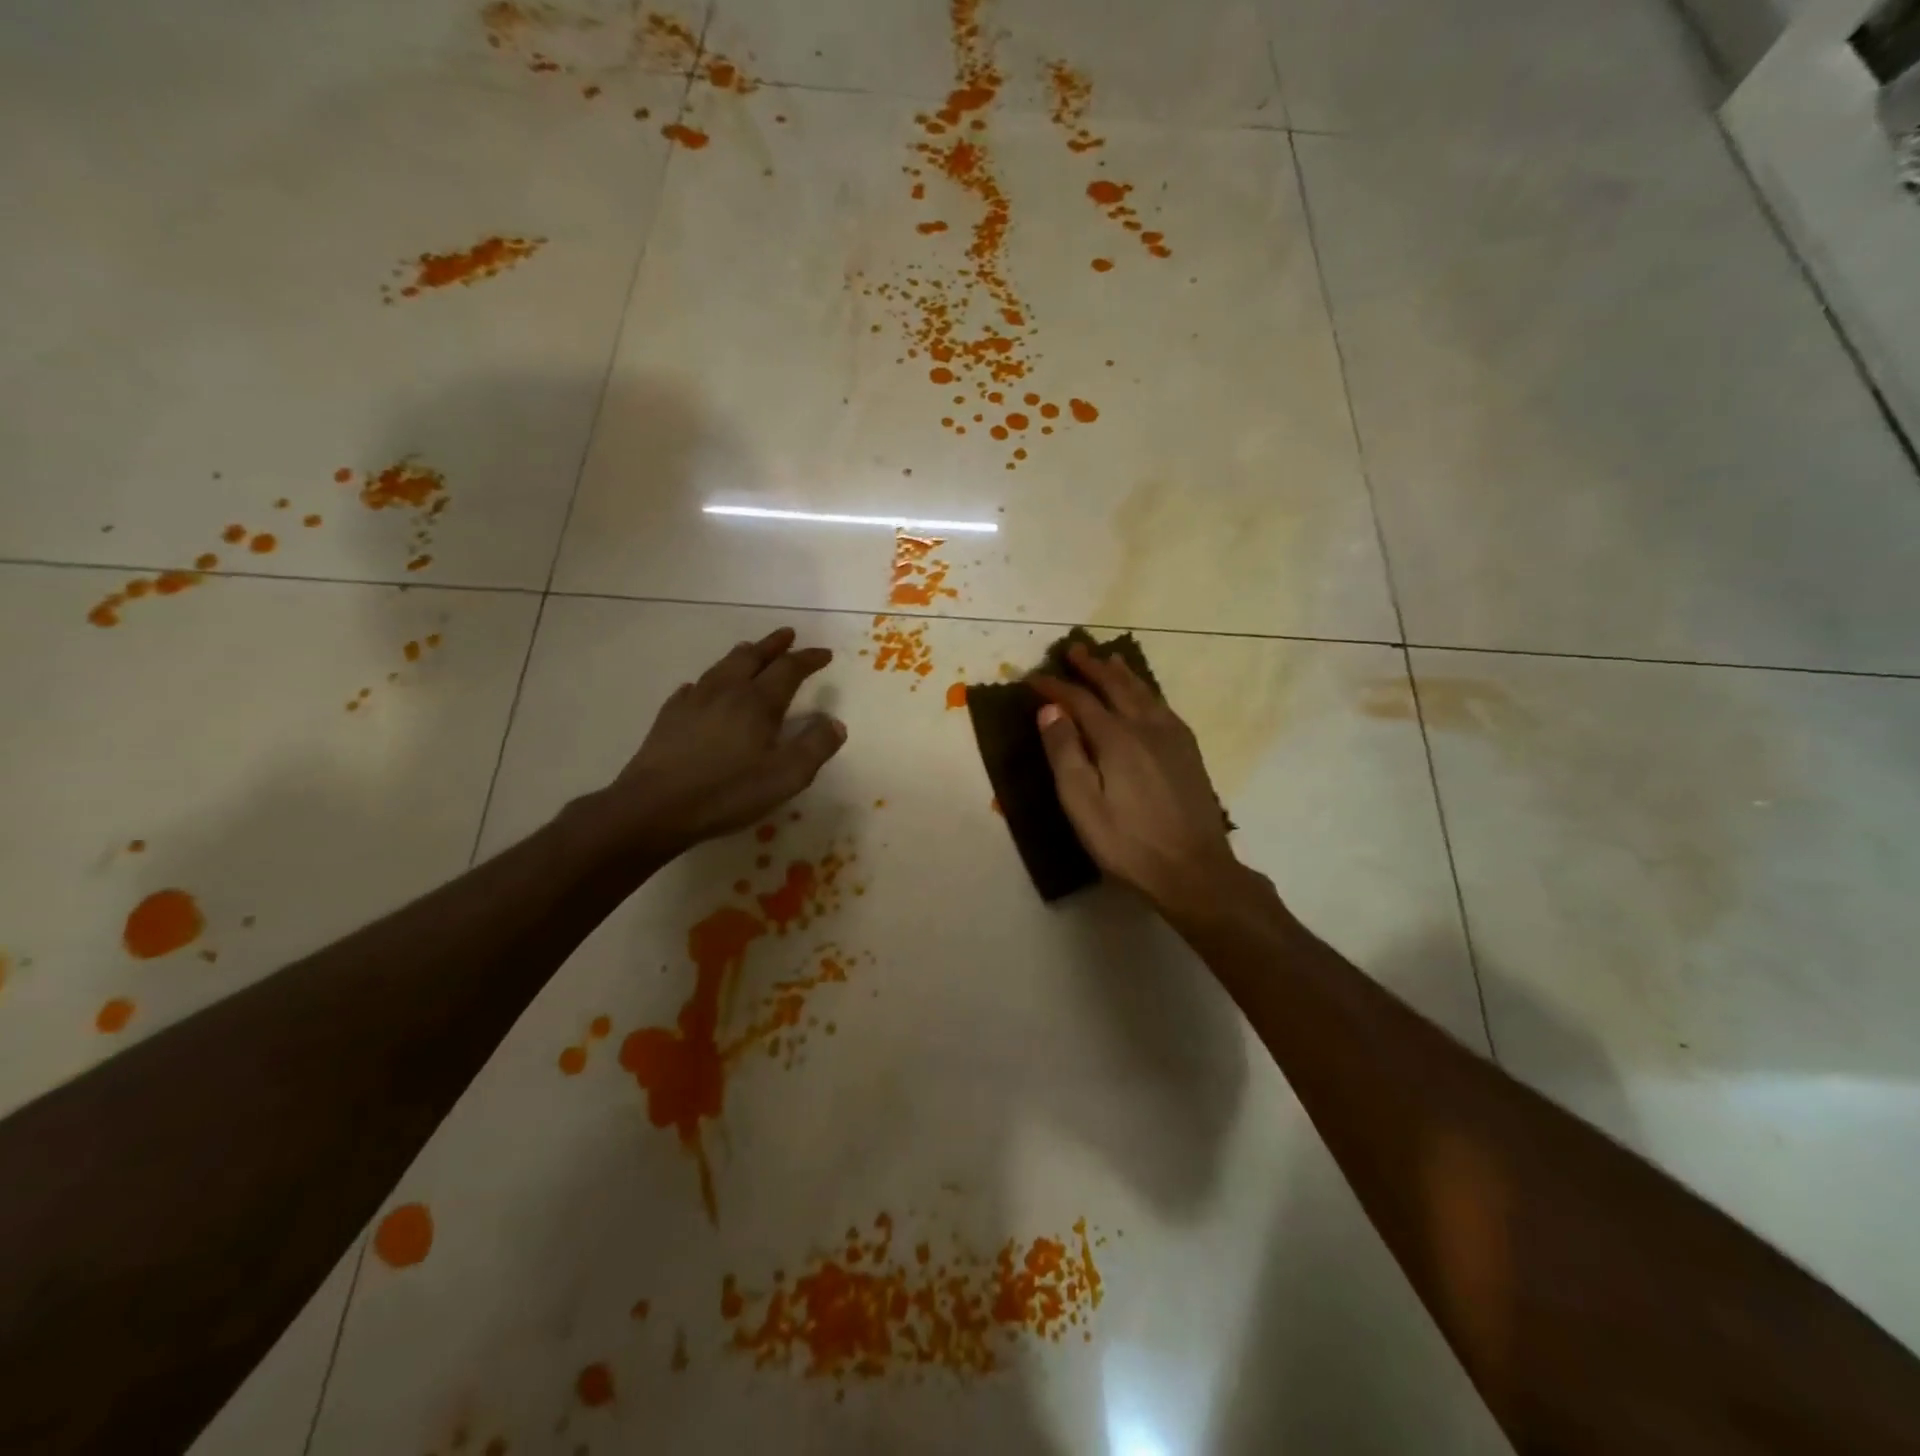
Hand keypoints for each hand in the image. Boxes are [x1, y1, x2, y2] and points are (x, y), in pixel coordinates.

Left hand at [608, 627, 845, 856]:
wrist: (655, 806)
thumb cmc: (727, 792)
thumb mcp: (786, 777)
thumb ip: (815, 747)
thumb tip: (835, 723)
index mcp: (758, 702)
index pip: (789, 669)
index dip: (808, 659)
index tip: (824, 654)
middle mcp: (726, 691)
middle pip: (753, 657)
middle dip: (773, 645)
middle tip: (787, 635)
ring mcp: (694, 701)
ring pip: (722, 666)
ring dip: (742, 655)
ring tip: (750, 650)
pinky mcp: (670, 716)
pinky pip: (694, 687)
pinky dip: (709, 680)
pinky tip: (704, 689)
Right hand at [1032, 646, 1248, 920]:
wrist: (1195, 870)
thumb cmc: (1128, 843)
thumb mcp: (1082, 805)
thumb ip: (1064, 754)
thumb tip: (1049, 710)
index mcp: (1117, 739)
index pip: (1079, 700)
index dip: (1054, 687)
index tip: (1032, 678)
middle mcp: (1146, 727)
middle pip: (1115, 686)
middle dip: (1091, 666)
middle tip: (1073, 649)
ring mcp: (1173, 737)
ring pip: (1143, 692)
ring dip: (1121, 673)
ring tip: (1108, 659)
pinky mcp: (1189, 751)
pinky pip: (1162, 706)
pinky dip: (1145, 690)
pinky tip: (1145, 696)